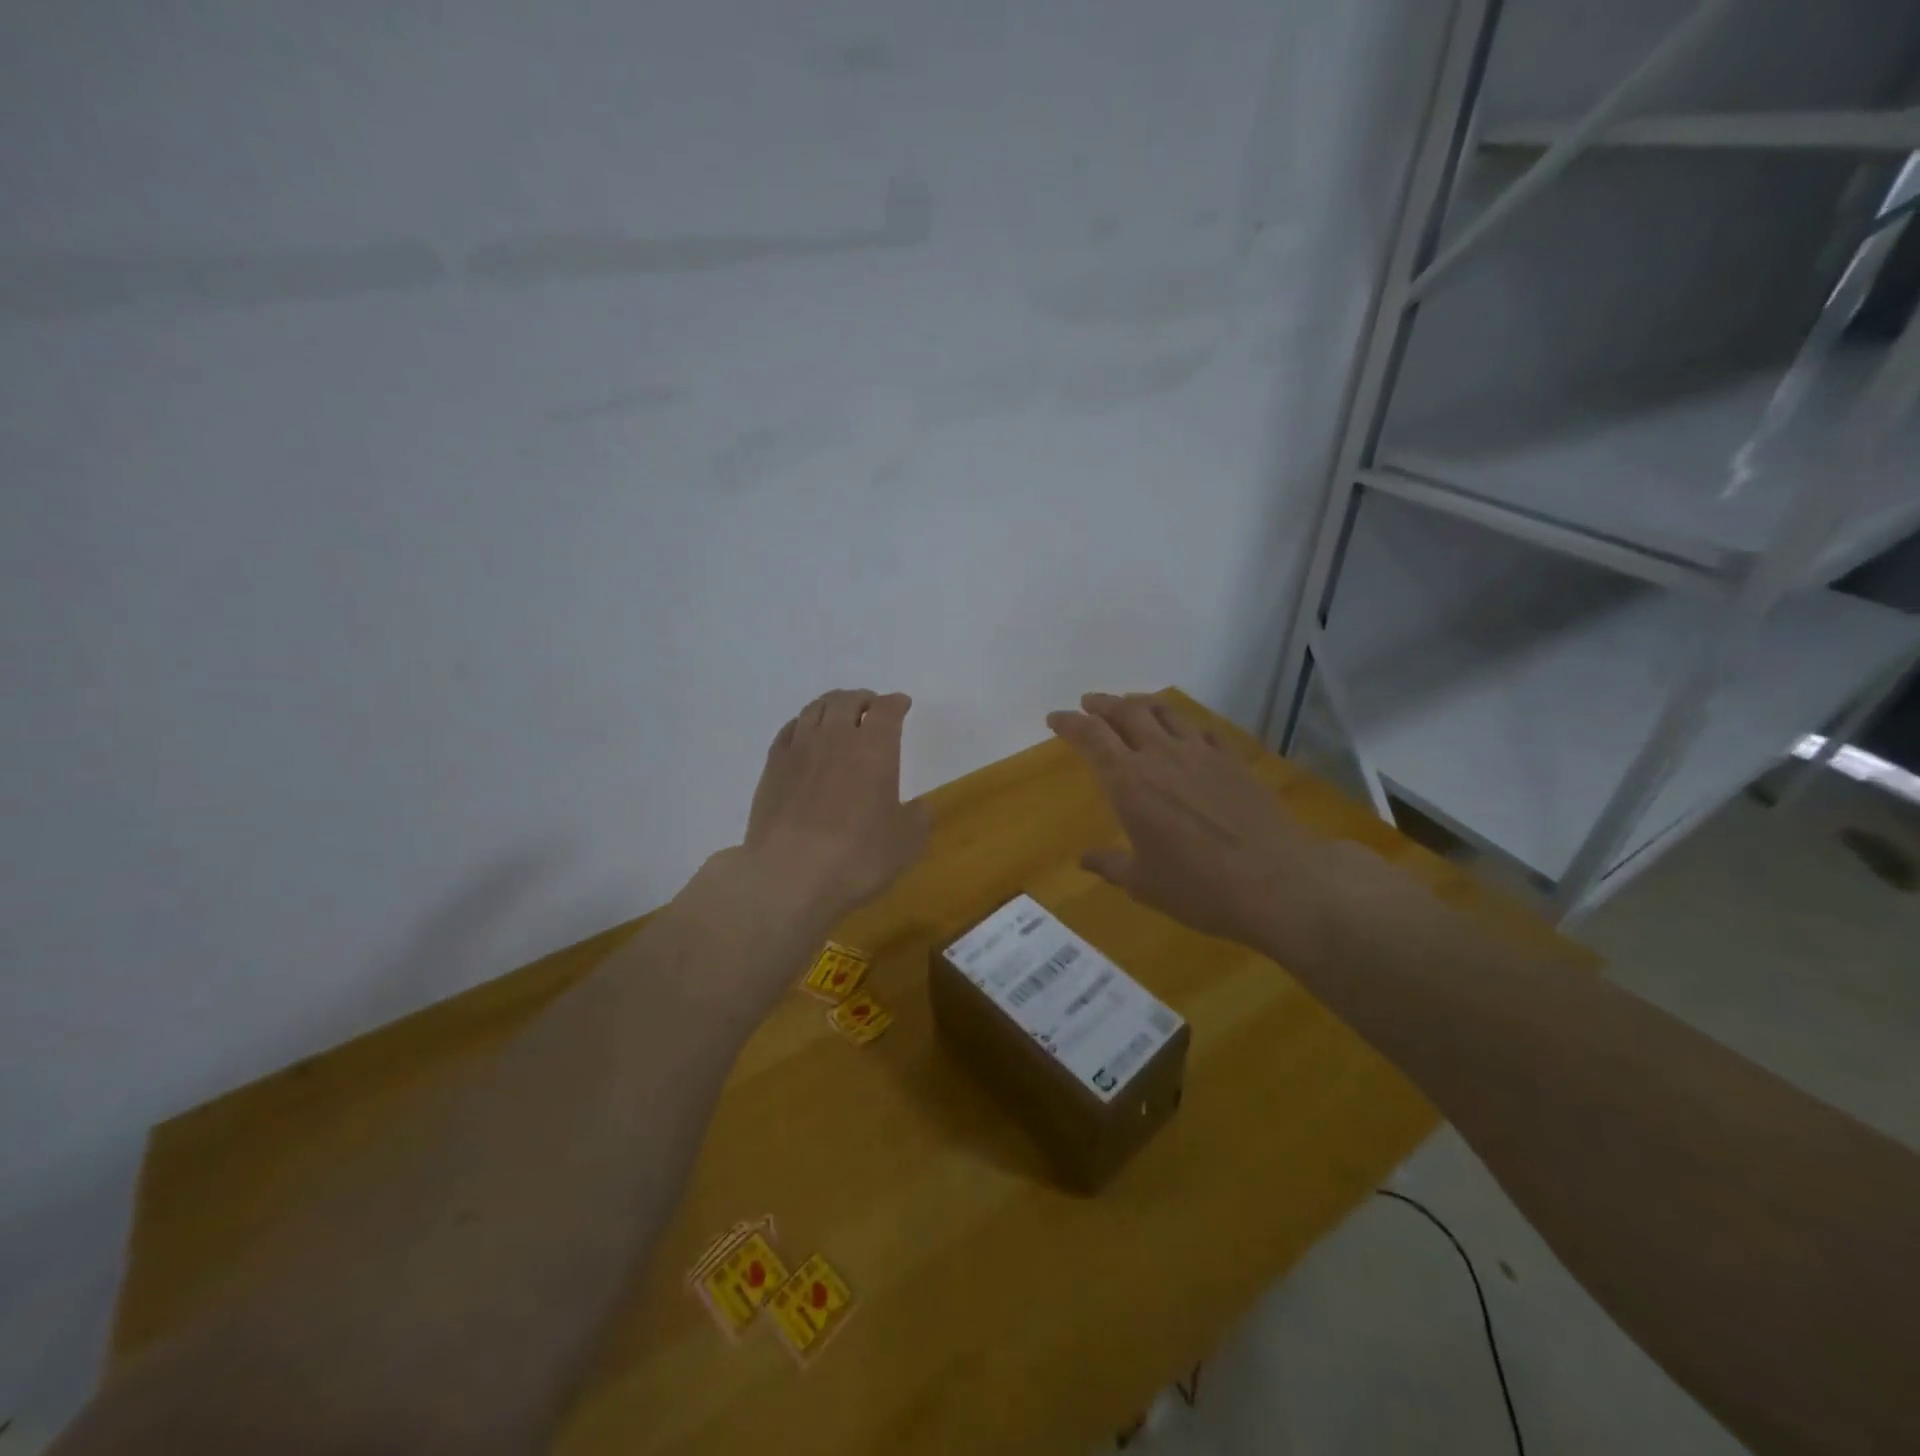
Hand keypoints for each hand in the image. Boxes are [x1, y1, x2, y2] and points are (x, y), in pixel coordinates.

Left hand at [739, 689, 929, 926]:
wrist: (788, 876)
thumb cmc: (857, 858)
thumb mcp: (907, 844)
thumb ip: (918, 818)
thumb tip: (918, 806)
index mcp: (875, 749)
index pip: (887, 710)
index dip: (897, 703)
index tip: (903, 704)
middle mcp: (836, 739)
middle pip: (847, 701)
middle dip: (863, 699)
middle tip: (871, 707)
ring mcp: (799, 750)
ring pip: (815, 709)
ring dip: (832, 705)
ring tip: (839, 714)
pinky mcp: (771, 767)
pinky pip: (789, 730)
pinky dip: (803, 723)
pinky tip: (805, 734)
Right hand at [1047, 693, 1395, 962]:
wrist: (1277, 882)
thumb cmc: (1199, 887)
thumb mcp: (1144, 883)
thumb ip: (1110, 865)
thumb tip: (1085, 859)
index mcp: (1129, 782)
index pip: (1091, 737)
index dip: (1070, 723)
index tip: (1055, 718)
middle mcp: (1161, 757)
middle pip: (1126, 712)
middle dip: (1102, 705)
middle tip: (1089, 704)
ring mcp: (1201, 754)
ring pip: (1165, 713)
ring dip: (1141, 705)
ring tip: (1131, 707)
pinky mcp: (1233, 761)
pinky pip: (1201, 730)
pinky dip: (1183, 725)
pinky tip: (1184, 734)